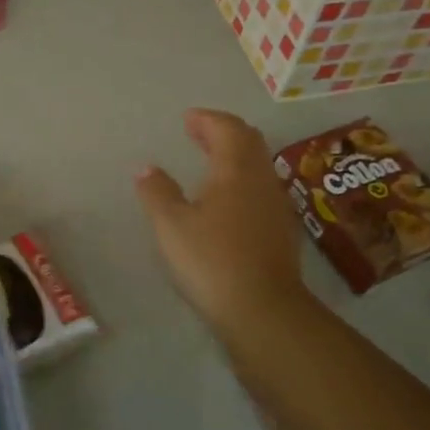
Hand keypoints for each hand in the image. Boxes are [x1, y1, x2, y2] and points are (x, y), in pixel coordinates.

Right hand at [135, 109, 307, 335]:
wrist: (264, 311)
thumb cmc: (212, 260)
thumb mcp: (171, 225)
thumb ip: (157, 192)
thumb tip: (147, 168)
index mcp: (235, 170)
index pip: (227, 128)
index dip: (208, 119)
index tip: (188, 118)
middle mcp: (261, 180)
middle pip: (249, 142)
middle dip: (224, 132)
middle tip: (199, 132)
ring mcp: (276, 206)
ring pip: (259, 166)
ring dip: (235, 155)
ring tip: (210, 162)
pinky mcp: (282, 231)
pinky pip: (262, 189)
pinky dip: (243, 180)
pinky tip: (227, 200)